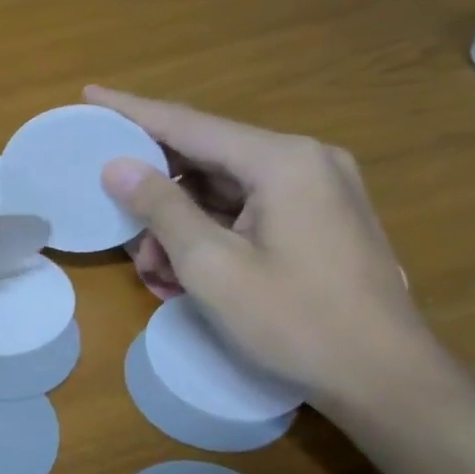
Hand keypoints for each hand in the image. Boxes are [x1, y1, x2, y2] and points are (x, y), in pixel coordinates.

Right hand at [88, 86, 437, 409]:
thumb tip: (117, 166)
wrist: (384, 378)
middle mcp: (304, 161)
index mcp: (282, 160)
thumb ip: (161, 208)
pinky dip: (210, 236)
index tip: (90, 95)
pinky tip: (186, 274)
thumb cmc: (294, 320)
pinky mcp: (319, 221)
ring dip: (180, 225)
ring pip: (223, 191)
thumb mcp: (212, 266)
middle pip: (206, 159)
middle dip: (156, 193)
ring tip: (155, 269)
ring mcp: (317, 191)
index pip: (188, 124)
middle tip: (117, 221)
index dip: (132, 112)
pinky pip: (247, 212)